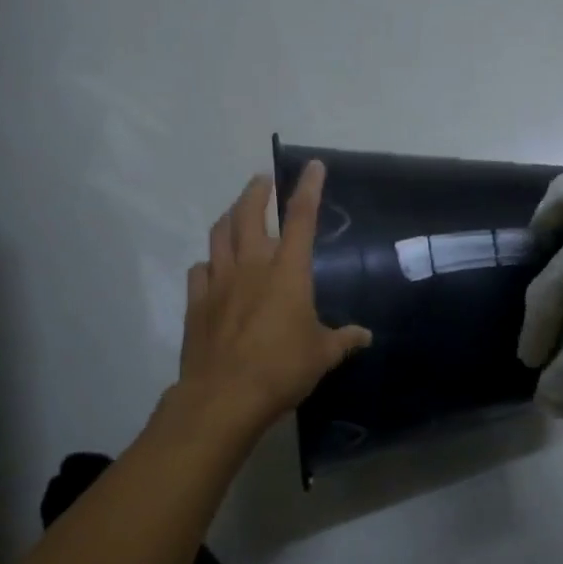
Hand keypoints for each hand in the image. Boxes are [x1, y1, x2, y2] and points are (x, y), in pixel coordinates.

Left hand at [175, 161, 372, 433]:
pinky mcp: (197, 303)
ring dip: (229, 216)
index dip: (308, 188)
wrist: (224, 397)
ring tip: (236, 212)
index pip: (301, 218)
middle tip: (262, 182)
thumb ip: (343, 340)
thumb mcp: (323, 356)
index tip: (312, 166)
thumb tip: (365, 336)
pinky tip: (213, 267)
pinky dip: (209, 261)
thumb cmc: (282, 369)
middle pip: (249, 214)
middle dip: (256, 192)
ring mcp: (219, 282)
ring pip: (219, 234)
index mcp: (288, 272)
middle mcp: (252, 266)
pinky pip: (200, 270)